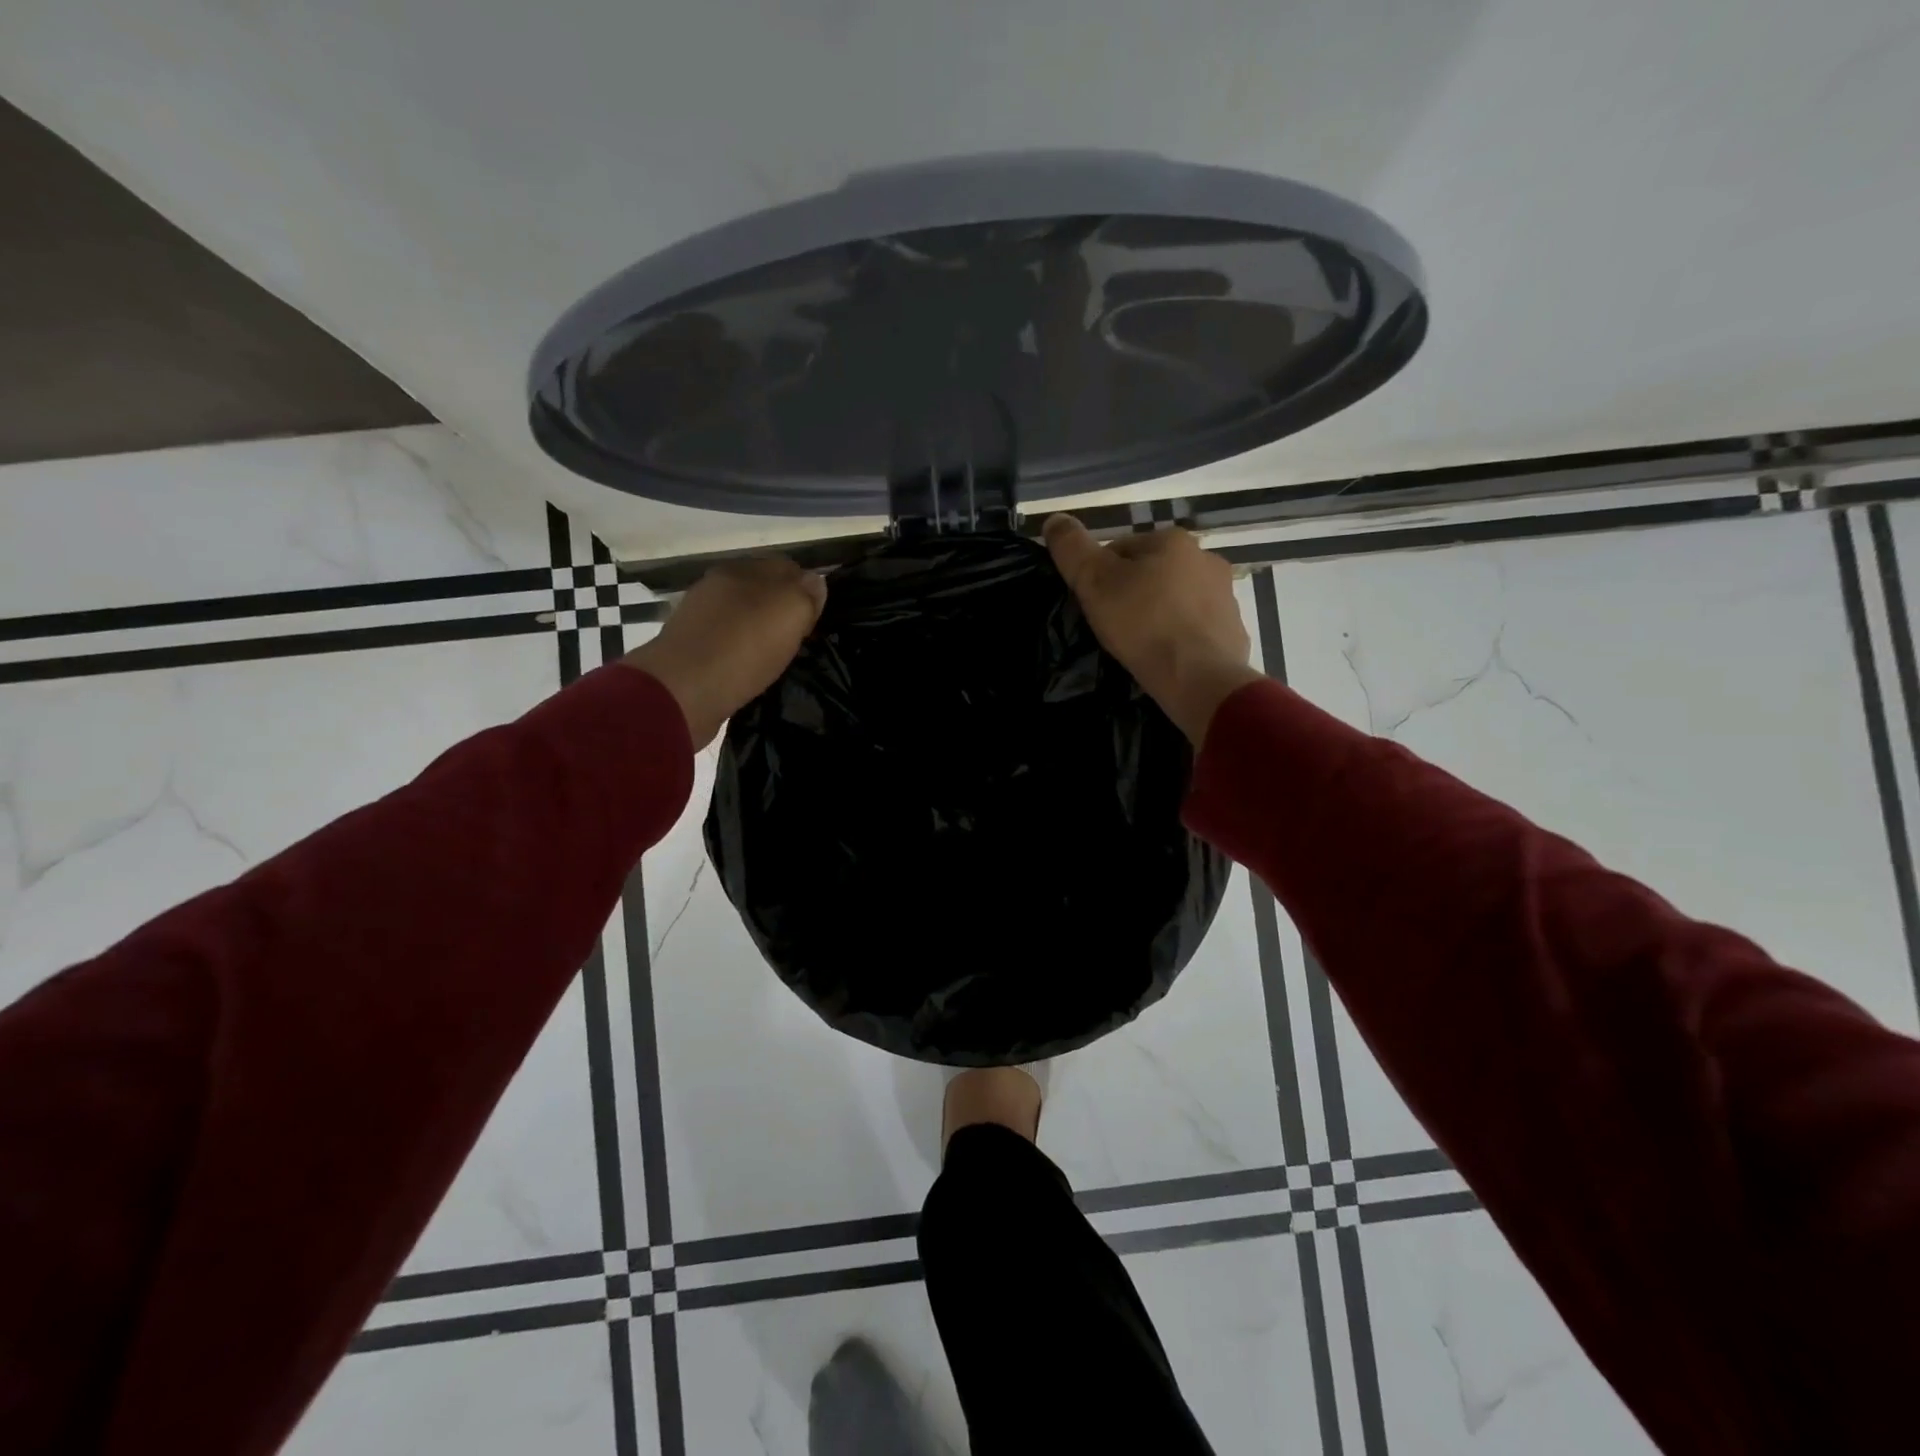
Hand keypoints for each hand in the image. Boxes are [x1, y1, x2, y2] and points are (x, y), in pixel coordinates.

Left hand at [621, 557, 825, 747]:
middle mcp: (716, 587)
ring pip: (744, 618)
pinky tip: (751, 670)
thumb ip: (807, 592)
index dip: (807, 590)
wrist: (683, 692)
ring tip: (778, 658)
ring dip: (761, 633)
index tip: (818, 619)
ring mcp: (699, 618)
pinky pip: (728, 645)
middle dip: (783, 611)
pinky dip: (743, 654)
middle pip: (762, 592)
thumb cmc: (743, 646)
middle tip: (801, 640)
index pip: (785, 567)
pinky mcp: (691, 651)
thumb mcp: (790, 612)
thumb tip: (815, 581)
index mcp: (739, 569)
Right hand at [1044, 514, 1258, 744]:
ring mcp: (1225, 595)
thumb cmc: (1143, 624)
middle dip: (1132, 593)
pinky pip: (1196, 627)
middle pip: (1152, 572)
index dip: (1100, 576)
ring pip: (1176, 599)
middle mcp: (1206, 558)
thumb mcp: (1094, 582)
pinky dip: (1180, 637)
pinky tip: (1165, 656)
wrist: (1198, 677)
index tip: (1093, 605)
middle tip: (1113, 626)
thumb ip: (1072, 548)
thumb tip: (1054, 520)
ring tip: (1139, 644)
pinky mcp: (1232, 629)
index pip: (1122, 549)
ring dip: (1158, 614)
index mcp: (1173, 540)